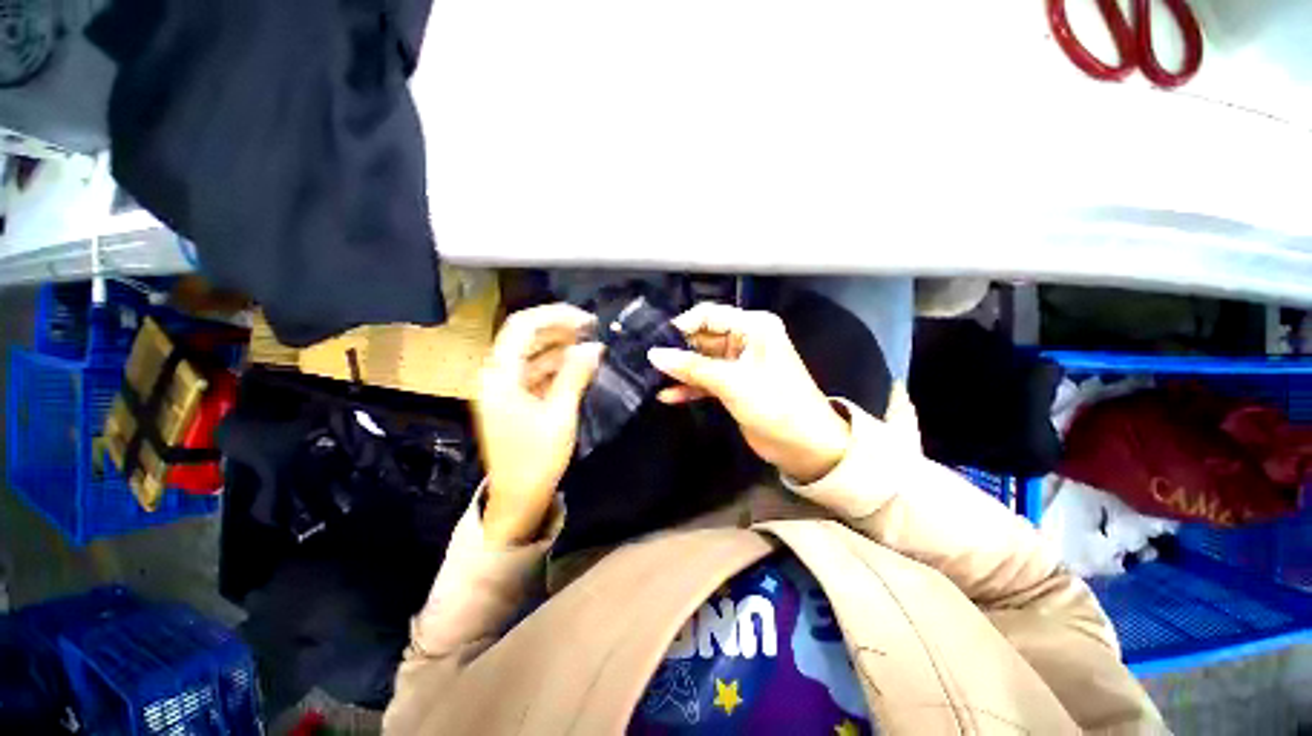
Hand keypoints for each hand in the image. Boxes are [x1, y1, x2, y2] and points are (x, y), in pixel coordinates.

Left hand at [475, 304, 603, 544]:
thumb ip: (575, 375)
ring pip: (532, 352)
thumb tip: (594, 347)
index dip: (555, 316)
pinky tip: (578, 364)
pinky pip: (535, 370)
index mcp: (500, 376)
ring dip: (560, 345)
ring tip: (590, 343)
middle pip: (525, 335)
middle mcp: (496, 374)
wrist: (517, 499)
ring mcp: (504, 386)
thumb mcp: (560, 415)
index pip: (523, 327)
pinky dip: (556, 364)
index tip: (587, 320)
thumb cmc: (536, 460)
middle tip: (592, 329)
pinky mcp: (514, 398)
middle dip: (559, 328)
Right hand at [648, 303, 850, 483]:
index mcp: (753, 327)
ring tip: (652, 378)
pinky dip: (689, 387)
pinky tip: (667, 395)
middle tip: (647, 361)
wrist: (805, 447)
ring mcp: (738, 364)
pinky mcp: (733, 385)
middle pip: (703, 337)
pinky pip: (706, 379)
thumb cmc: (775, 405)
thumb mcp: (732, 382)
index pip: (709, 315)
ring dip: (681, 370)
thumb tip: (654, 354)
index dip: (682, 326)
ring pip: (702, 360)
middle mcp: (745, 340)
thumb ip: (692, 367)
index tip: (656, 342)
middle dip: (677, 350)